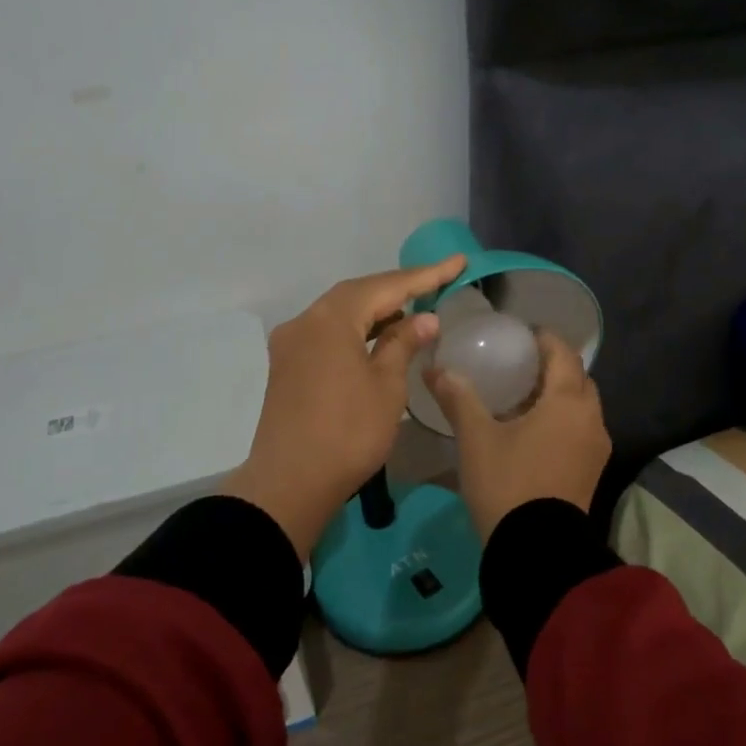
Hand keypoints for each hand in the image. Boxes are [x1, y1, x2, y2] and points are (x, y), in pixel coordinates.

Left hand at [223, 255, 466, 559]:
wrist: (290, 483)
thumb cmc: (348, 433)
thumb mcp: (386, 386)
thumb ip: (403, 344)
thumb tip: (423, 318)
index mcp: (330, 319)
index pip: (385, 287)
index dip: (425, 275)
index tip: (457, 262)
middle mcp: (305, 321)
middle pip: (358, 294)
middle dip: (398, 289)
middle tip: (437, 283)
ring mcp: (291, 345)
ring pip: (340, 314)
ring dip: (376, 311)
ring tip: (413, 311)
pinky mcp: (287, 367)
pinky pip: (327, 334)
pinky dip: (356, 331)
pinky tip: (378, 339)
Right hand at [425, 331, 611, 541]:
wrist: (536, 550)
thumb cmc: (507, 483)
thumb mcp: (476, 438)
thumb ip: (458, 398)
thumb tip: (435, 369)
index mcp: (568, 401)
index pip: (563, 353)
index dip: (544, 339)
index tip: (521, 334)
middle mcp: (591, 419)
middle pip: (577, 378)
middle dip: (553, 366)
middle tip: (520, 364)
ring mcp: (596, 448)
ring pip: (581, 406)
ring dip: (558, 395)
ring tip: (522, 396)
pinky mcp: (591, 471)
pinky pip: (580, 430)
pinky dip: (562, 419)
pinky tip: (532, 430)